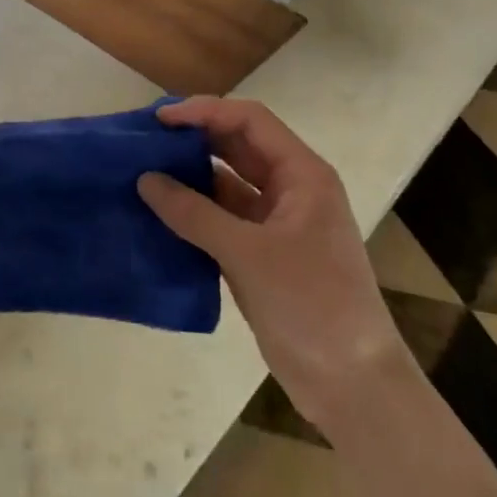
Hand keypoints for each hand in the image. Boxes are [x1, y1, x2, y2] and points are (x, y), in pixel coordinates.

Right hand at [138, 98, 403, 437]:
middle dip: (195, 138)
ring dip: (191, 175)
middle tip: (146, 139)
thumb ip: (194, 214)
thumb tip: (145, 180)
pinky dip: (194, 212)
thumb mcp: (249, 254)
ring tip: (144, 170)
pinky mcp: (262, 253)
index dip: (206, 111)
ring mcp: (277, 222)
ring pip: (228, 182)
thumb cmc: (311, 305)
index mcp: (303, 174)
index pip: (250, 121)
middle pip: (238, 146)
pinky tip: (160, 212)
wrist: (352, 385)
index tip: (161, 119)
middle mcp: (291, 189)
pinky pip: (223, 218)